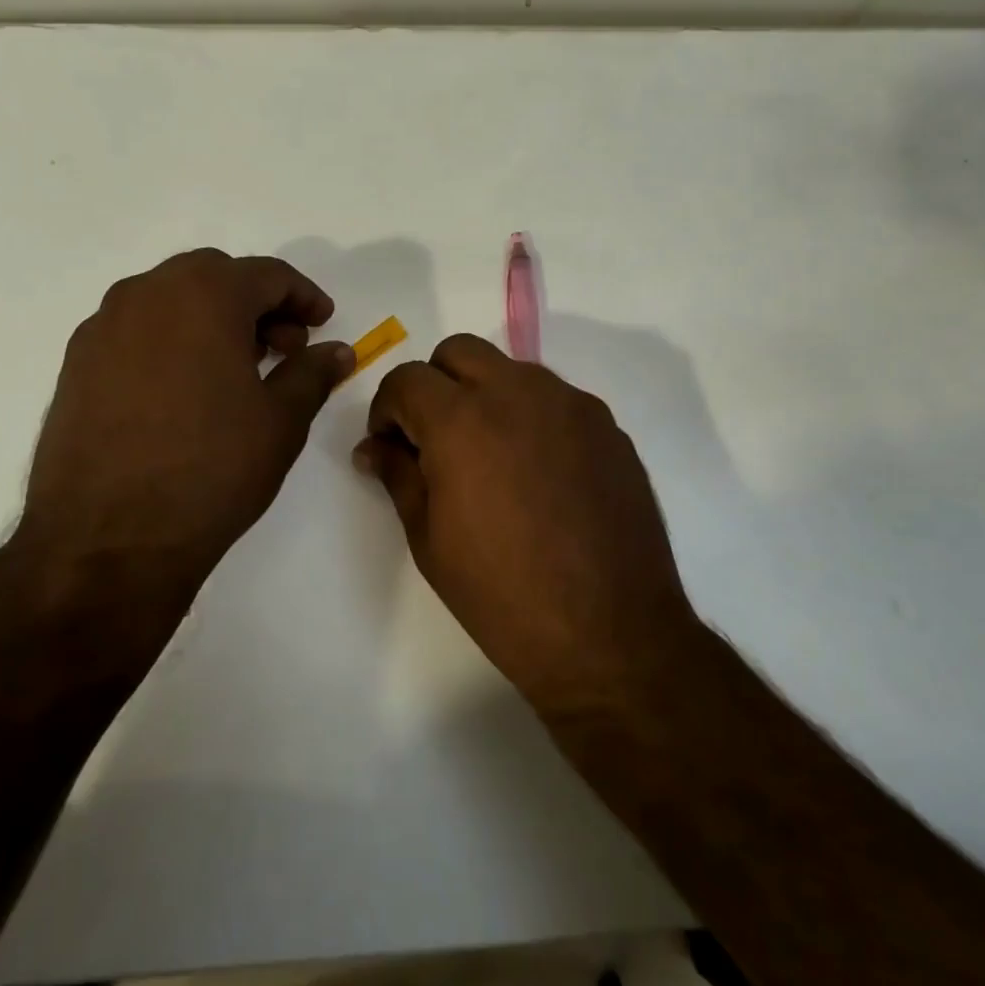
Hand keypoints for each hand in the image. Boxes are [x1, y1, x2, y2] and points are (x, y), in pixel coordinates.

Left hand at [13, 249, 352, 656]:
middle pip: (215, 277)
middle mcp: (146, 294)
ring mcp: (103, 328)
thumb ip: (313, 373)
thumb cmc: (211, 470)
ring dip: (213, 319)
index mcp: (203, 295)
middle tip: (285, 349)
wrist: (107, 540)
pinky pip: (137, 331)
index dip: (304, 297)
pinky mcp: (76, 364)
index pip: (267, 274)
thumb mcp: (281, 421)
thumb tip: (338, 350)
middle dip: (258, 305)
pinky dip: (173, 341)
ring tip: (239, 371)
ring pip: (171, 300)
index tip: (323, 324)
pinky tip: (188, 391)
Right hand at [353, 334, 701, 707]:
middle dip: (434, 385)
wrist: (610, 633)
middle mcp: (518, 393)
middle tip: (434, 439)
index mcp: (462, 420)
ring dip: (485, 394)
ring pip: (511, 370)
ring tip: (489, 456)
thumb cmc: (503, 595)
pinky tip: (536, 472)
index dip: (387, 409)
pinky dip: (530, 416)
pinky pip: (555, 399)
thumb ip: (398, 476)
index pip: (406, 379)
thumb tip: (374, 448)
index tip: (390, 445)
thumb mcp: (429, 539)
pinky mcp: (607, 425)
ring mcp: (571, 405)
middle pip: (459, 352)